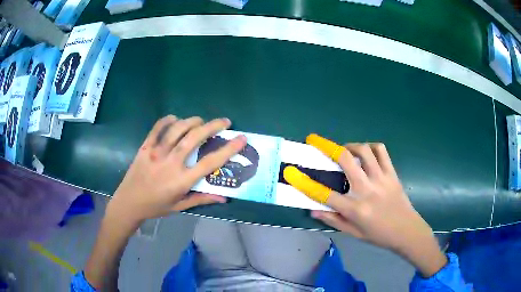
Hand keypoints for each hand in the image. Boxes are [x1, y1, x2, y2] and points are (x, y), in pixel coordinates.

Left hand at [107, 115, 246, 225]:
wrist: (128, 202)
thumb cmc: (156, 206)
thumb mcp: (180, 206)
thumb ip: (201, 199)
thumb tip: (224, 197)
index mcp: (182, 180)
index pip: (210, 162)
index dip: (228, 149)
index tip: (241, 139)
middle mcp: (171, 163)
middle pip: (195, 138)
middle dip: (213, 126)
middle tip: (224, 121)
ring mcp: (156, 152)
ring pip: (178, 129)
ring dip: (193, 121)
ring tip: (201, 120)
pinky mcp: (145, 146)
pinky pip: (158, 127)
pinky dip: (168, 120)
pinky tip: (175, 119)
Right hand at [284, 134, 446, 276]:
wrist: (407, 230)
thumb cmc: (379, 235)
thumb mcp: (354, 233)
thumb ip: (334, 220)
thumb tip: (313, 210)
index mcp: (356, 209)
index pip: (325, 195)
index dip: (305, 183)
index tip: (291, 172)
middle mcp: (367, 190)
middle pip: (345, 160)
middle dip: (326, 146)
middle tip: (315, 140)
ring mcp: (381, 179)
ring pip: (364, 150)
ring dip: (350, 145)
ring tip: (344, 150)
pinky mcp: (392, 173)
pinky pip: (381, 151)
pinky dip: (371, 147)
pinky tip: (366, 152)